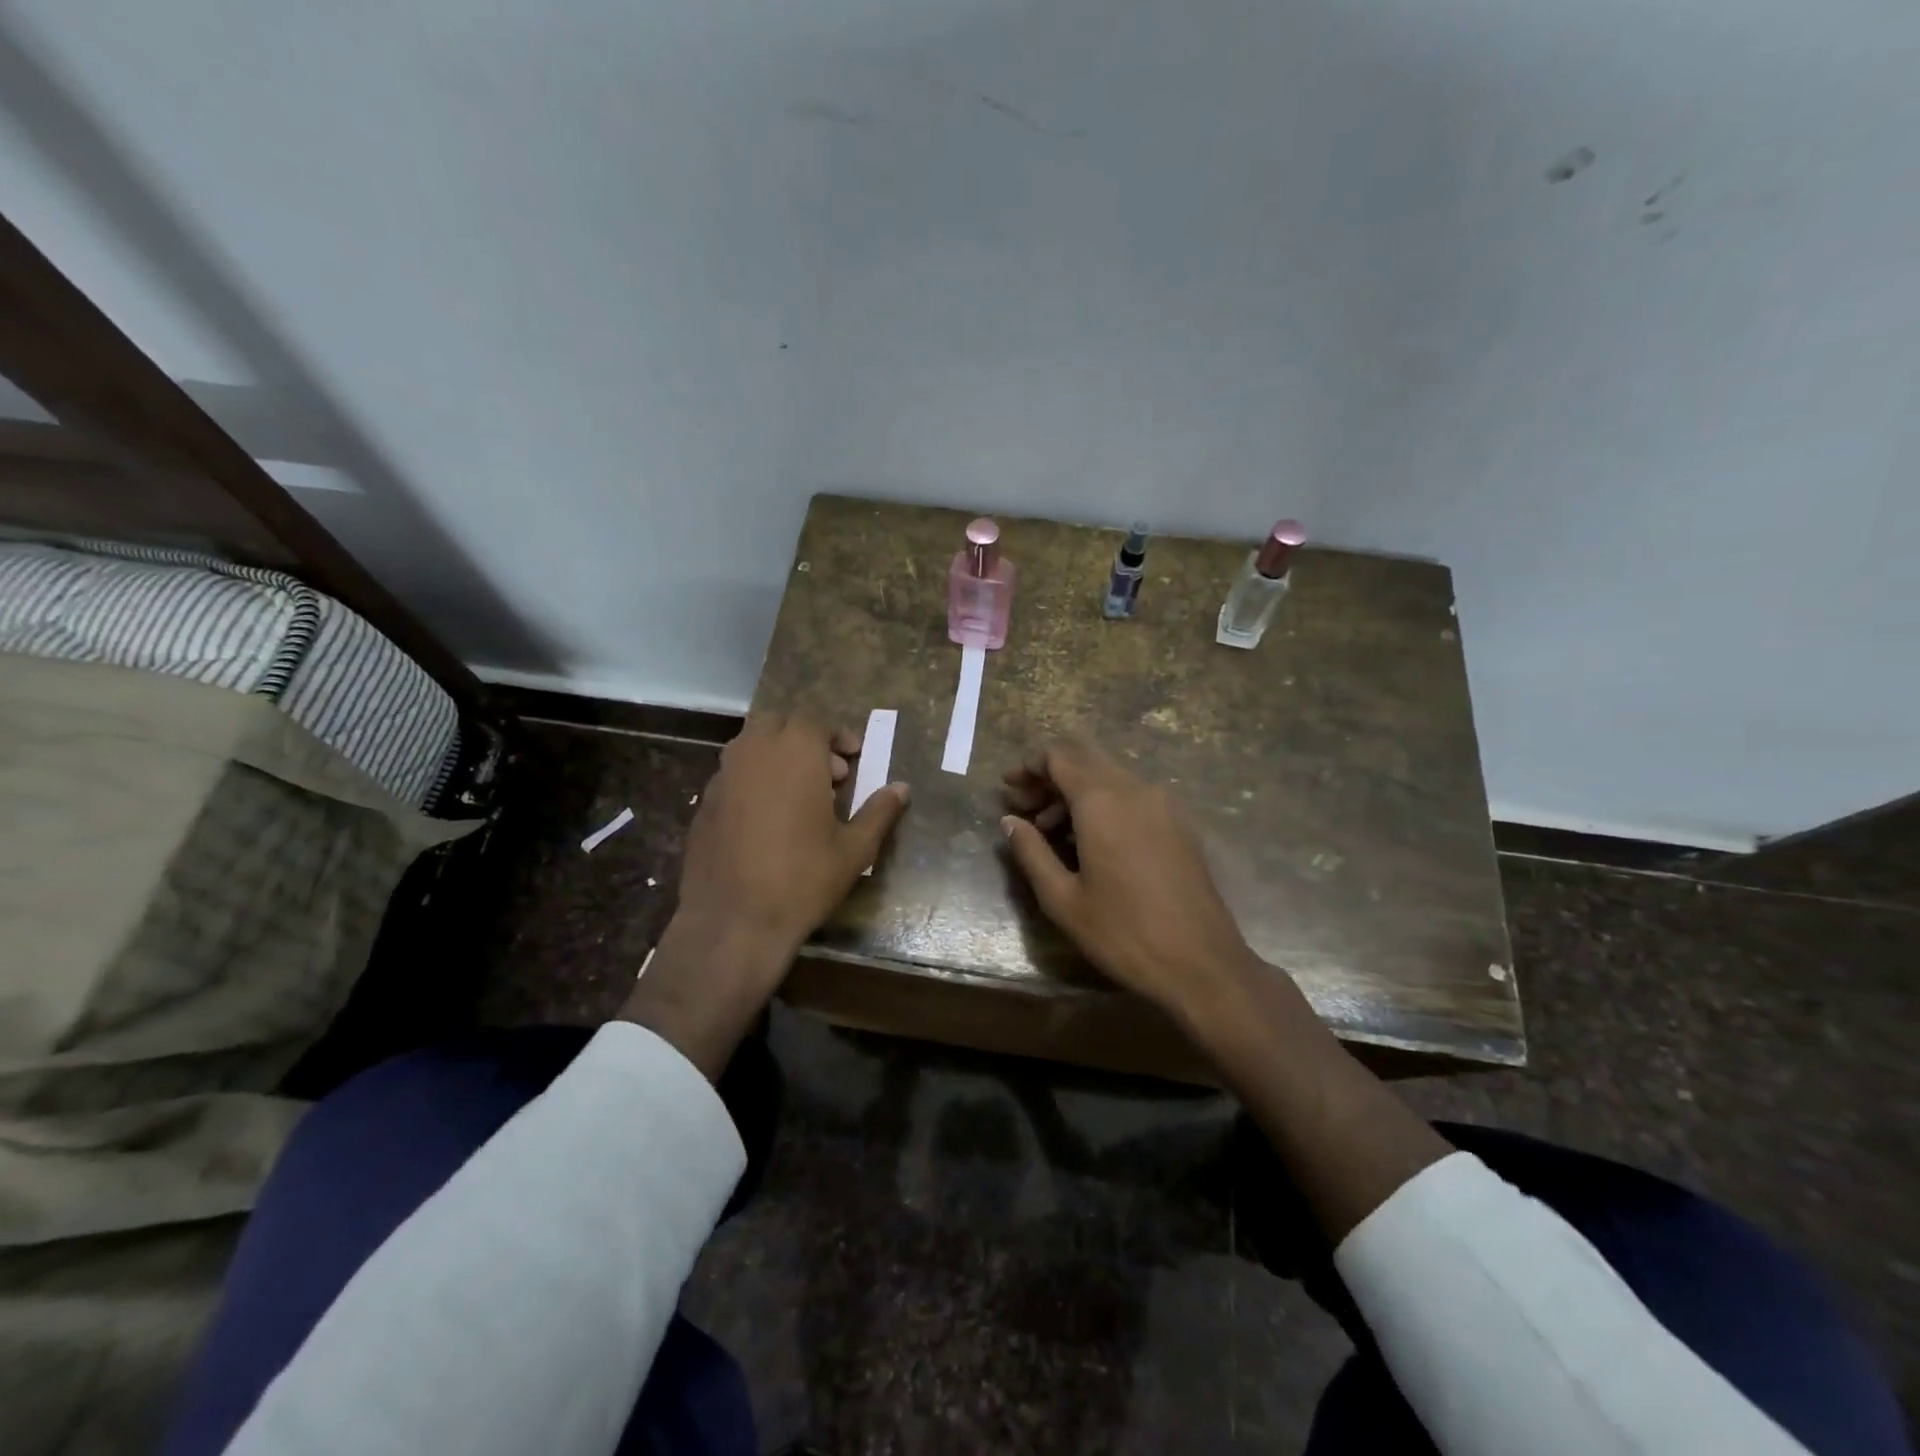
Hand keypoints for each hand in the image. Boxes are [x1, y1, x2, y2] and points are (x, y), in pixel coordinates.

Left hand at [679, 712, 908, 952]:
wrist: (733, 921)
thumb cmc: (803, 880)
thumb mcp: (854, 850)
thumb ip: (879, 812)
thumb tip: (902, 788)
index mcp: (795, 754)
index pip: (815, 722)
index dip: (837, 736)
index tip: (854, 758)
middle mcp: (754, 753)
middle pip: (777, 722)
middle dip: (803, 738)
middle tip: (827, 772)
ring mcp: (723, 777)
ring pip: (750, 745)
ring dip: (776, 755)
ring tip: (798, 794)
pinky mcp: (704, 803)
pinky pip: (732, 774)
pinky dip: (753, 780)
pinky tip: (767, 819)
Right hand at [1000, 737, 1260, 1022]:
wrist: (1202, 965)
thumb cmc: (1123, 933)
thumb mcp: (1062, 899)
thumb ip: (1031, 852)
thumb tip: (1010, 821)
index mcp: (1102, 801)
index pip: (1059, 755)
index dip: (1029, 765)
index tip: (1008, 790)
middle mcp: (1135, 789)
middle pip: (1085, 758)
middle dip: (1050, 776)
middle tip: (1025, 808)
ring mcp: (1164, 804)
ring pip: (1110, 776)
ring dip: (1076, 791)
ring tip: (1050, 831)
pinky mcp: (1180, 824)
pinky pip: (1133, 795)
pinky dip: (1104, 803)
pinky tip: (1091, 841)